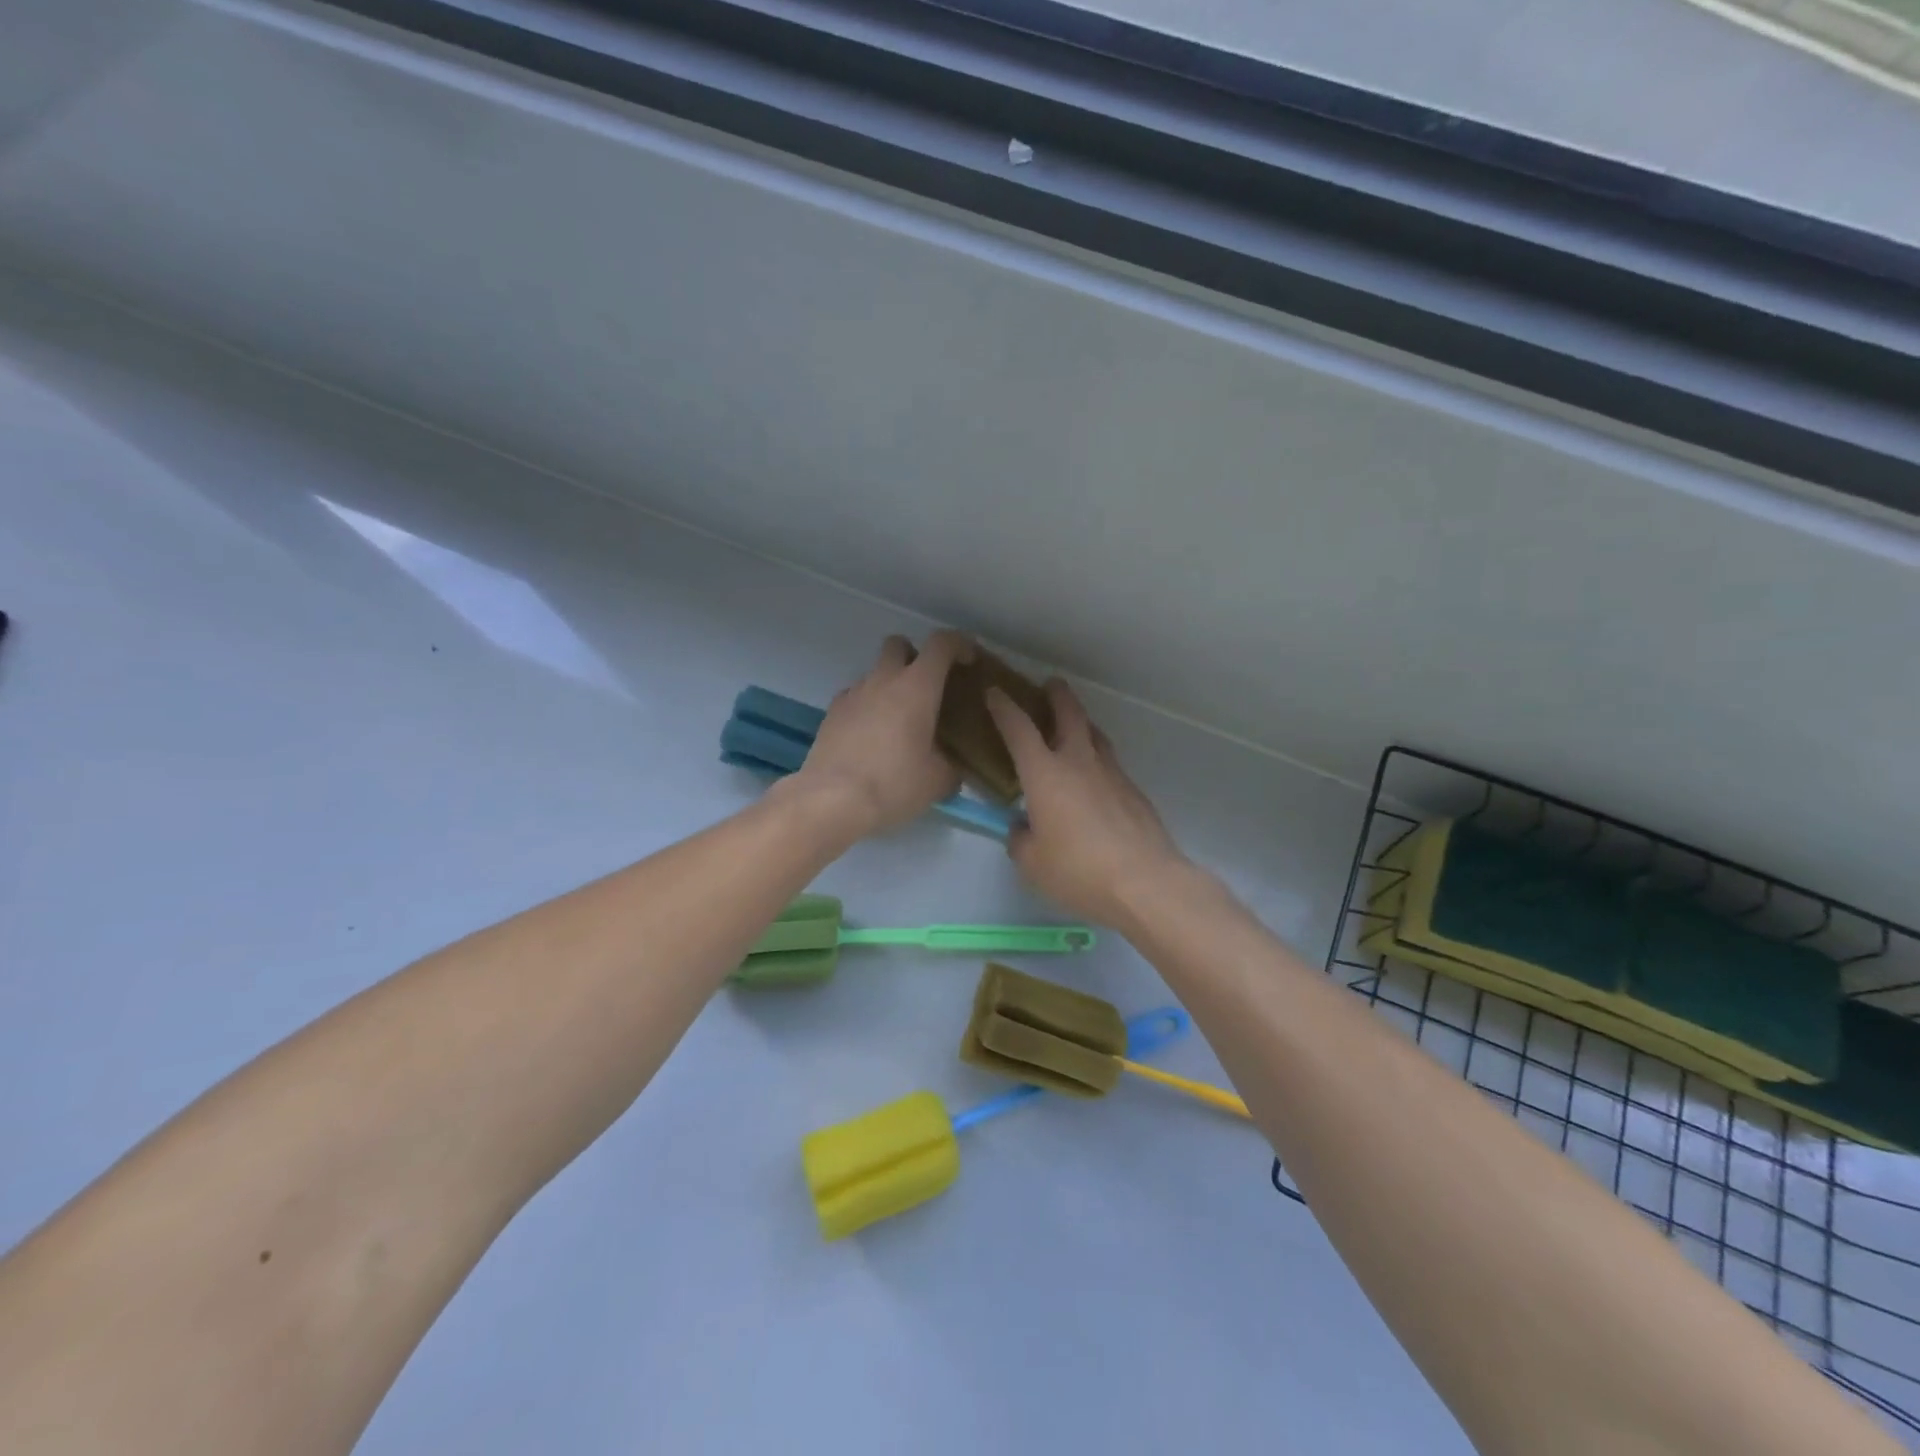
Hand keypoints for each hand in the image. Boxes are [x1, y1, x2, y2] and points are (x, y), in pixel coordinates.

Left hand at [790, 632, 969, 838]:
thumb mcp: (938, 781)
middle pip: (898, 645)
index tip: (969, 659)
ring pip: (874, 672)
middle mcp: (883, 680)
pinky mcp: (831, 714)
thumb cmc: (894, 784)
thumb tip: (952, 767)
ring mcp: (853, 694)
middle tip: (927, 687)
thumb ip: (952, 765)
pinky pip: (854, 697)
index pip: (941, 644)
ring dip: (889, 685)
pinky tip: (872, 735)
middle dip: (915, 656)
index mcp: (917, 687)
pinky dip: (867, 706)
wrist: (831, 800)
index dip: (959, 644)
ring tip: (899, 720)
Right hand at [986, 680, 1187, 926]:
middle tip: (1050, 685)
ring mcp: (1112, 774)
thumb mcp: (1032, 863)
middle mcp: (1079, 762)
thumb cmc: (1078, 870)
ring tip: (1074, 727)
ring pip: (1095, 735)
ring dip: (1082, 723)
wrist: (1145, 882)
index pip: (1019, 729)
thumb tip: (1022, 828)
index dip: (1003, 707)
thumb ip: (1020, 839)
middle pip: (1069, 714)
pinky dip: (1098, 760)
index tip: (995, 691)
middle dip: (1057, 695)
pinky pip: (1110, 764)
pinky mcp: (1134, 792)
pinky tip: (1095, 780)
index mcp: (1045, 774)